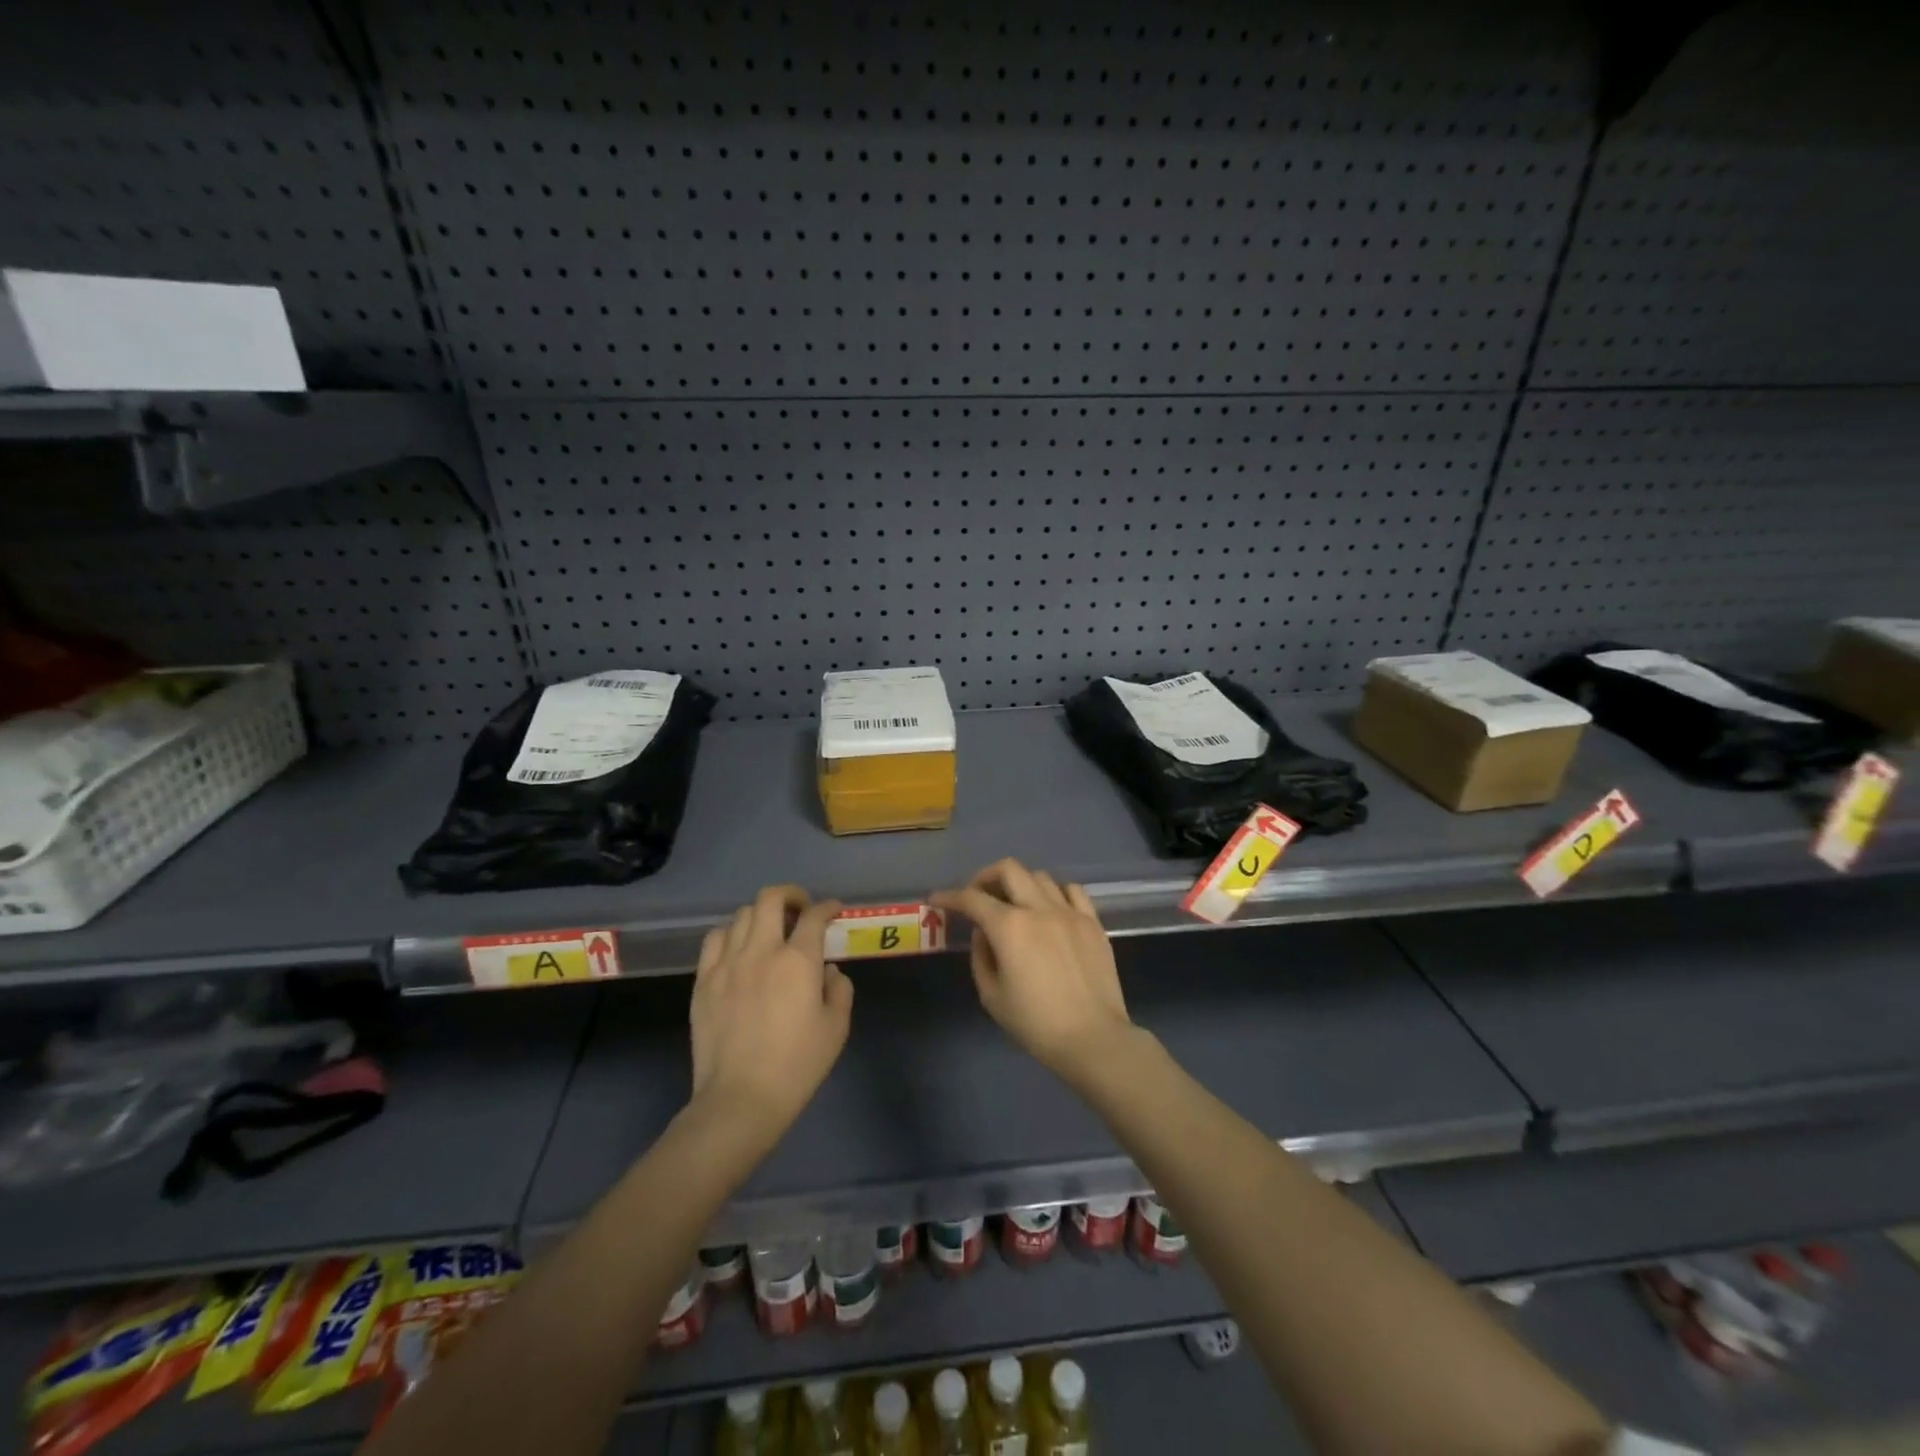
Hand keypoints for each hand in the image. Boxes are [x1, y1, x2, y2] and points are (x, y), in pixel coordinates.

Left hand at [690, 886, 851, 1134]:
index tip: (834, 910)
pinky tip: (739, 948)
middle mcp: (762, 951)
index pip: (814, 916)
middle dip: (791, 895)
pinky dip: (731, 933)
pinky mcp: (703, 980)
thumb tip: (828, 970)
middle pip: (771, 899)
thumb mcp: (835, 1028)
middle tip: (801, 908)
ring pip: (742, 915)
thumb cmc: (796, 1066)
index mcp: (798, 961)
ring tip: (770, 930)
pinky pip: (715, 938)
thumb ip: (839, 990)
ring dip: (761, 914)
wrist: (740, 1099)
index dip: (827, 907)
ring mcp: (727, 963)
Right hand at [932, 859, 1134, 1084]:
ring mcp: (1070, 912)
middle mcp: (1039, 908)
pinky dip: (1055, 893)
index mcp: (1009, 927)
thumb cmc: (1036, 1024)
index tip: (937, 900)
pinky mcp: (1093, 922)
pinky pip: (1072, 891)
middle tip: (978, 896)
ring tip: (1015, 904)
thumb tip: (984, 934)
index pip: (972, 898)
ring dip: (1020, 885)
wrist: (1093, 1038)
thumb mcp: (992, 996)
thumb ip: (981, 957)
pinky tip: (1050, 909)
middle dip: (985, 877)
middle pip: (1008, 869)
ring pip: (1040, 876)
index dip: (949, 896)